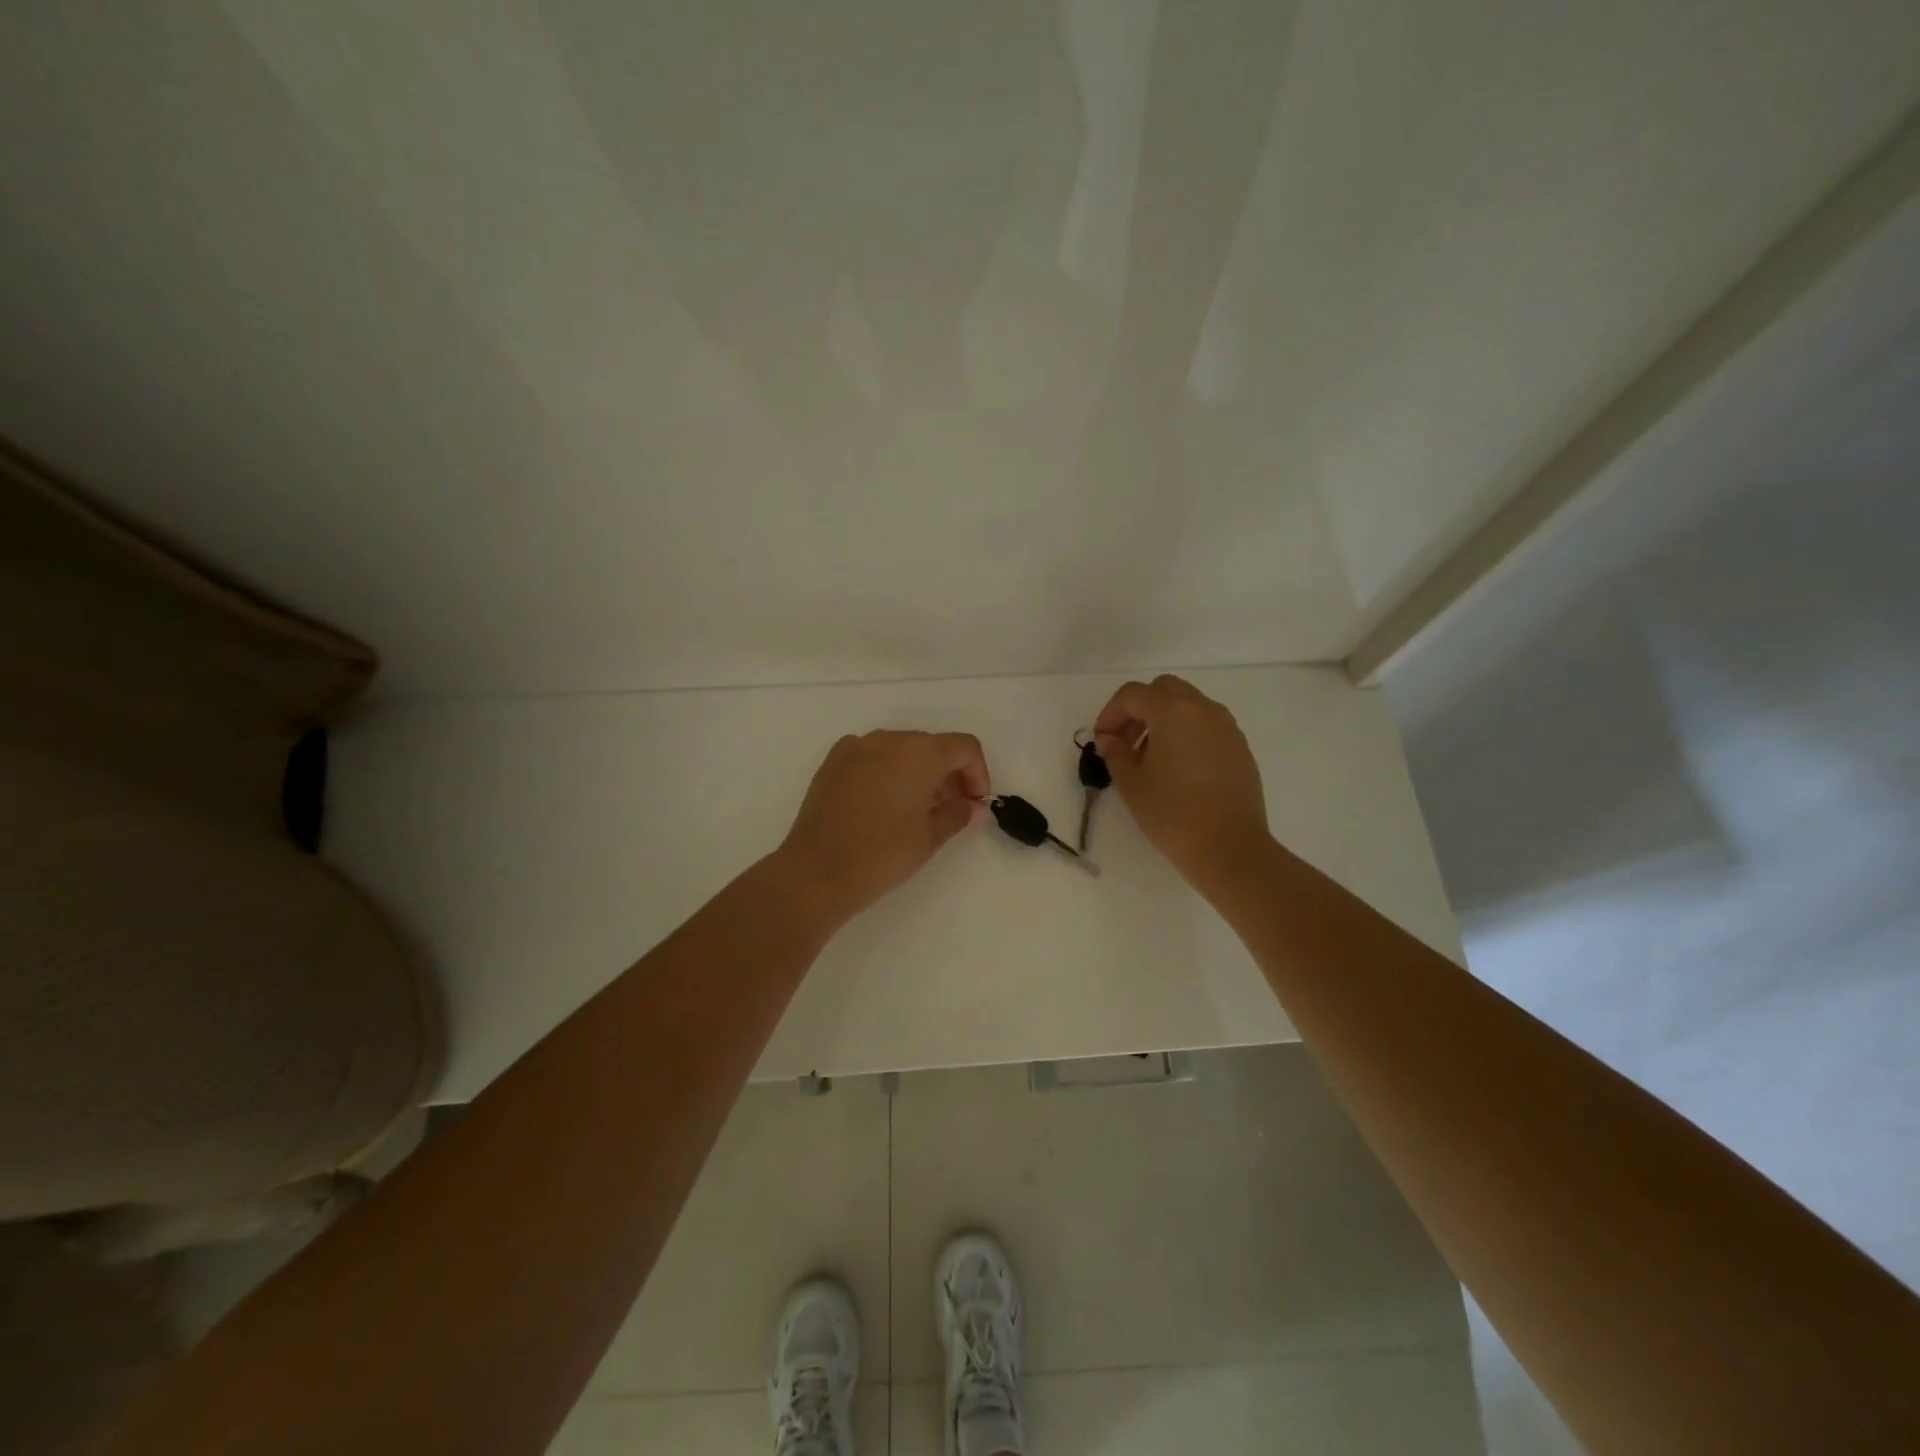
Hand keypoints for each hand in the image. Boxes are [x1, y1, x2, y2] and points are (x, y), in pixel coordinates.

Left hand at [775, 730, 990, 926]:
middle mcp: (888, 739)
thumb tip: (974, 807)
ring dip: (917, 771)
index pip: (964, 747)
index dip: (977, 773)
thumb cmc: (883, 854)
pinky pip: (871, 756)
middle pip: (932, 745)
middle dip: (948, 773)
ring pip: (900, 749)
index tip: (974, 803)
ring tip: (916, 809)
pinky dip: (886, 771)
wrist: (816, 872)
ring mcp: (856, 747)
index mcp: (920, 752)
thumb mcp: (930, 837)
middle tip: (950, 809)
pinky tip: (882, 804)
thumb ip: (958, 813)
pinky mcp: (832, 762)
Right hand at [1093, 675, 1270, 894]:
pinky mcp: (1240, 747)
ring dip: (1163, 719)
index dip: (1110, 713)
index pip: (1133, 694)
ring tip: (1150, 757)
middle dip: (1139, 709)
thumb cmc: (1173, 814)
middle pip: (1164, 689)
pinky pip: (1207, 725)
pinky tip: (1178, 768)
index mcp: (1173, 712)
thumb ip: (1115, 753)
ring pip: (1188, 705)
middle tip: (1125, 742)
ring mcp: (1227, 727)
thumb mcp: (1132, 785)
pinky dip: (1186, 732)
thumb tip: (1110, 740)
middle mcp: (1203, 710)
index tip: (1102, 741)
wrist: (1230, 848)